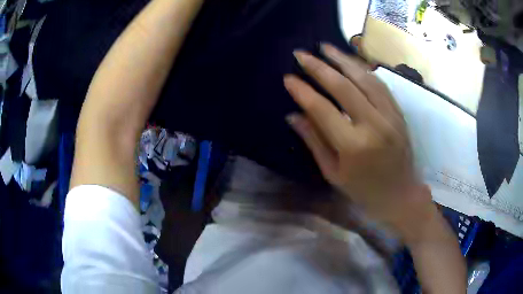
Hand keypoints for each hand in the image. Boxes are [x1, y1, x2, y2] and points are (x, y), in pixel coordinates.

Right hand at [284, 44, 432, 238]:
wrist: (401, 195)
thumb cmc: (364, 191)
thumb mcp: (334, 173)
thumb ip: (314, 141)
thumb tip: (293, 115)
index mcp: (354, 146)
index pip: (322, 109)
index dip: (303, 91)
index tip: (288, 78)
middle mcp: (374, 124)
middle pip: (343, 86)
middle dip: (319, 67)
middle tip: (301, 53)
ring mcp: (390, 116)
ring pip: (364, 78)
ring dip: (343, 59)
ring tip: (325, 47)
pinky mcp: (398, 112)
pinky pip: (379, 84)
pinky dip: (363, 69)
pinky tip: (350, 61)